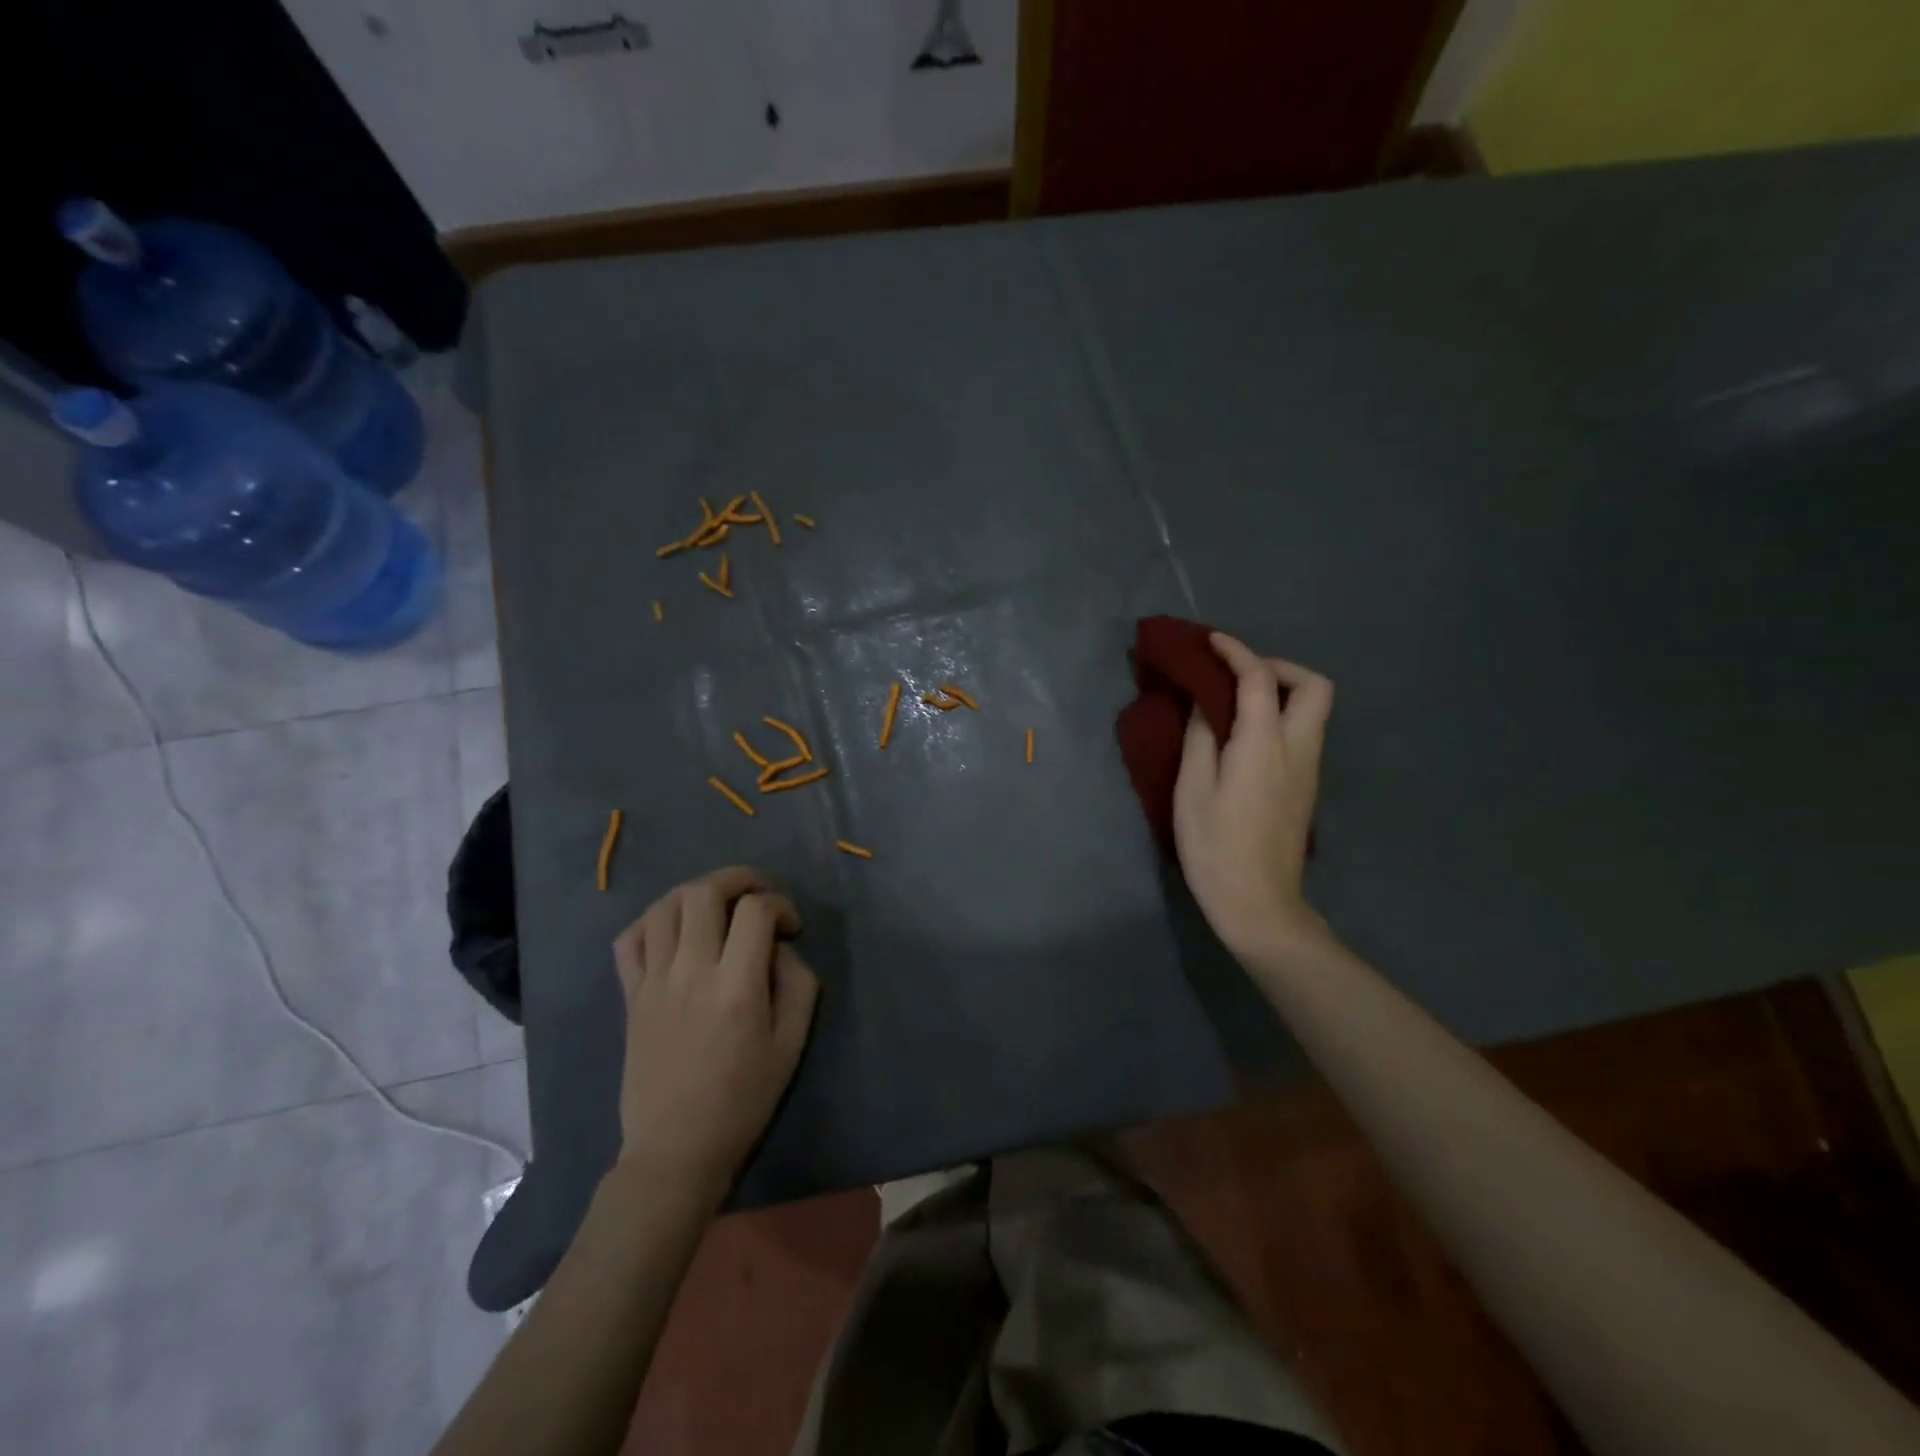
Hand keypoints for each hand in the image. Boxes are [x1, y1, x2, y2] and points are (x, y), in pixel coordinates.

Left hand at [611, 866, 819, 1194]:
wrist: (676, 1149)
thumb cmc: (742, 1099)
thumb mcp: (791, 1045)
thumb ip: (798, 984)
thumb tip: (781, 948)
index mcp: (736, 986)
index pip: (756, 910)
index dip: (781, 905)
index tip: (791, 929)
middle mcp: (691, 972)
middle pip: (705, 892)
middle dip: (739, 878)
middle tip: (758, 895)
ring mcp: (653, 982)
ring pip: (665, 906)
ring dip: (697, 893)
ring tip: (718, 907)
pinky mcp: (630, 996)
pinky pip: (629, 938)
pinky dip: (653, 921)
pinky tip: (675, 931)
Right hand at [1173, 633, 1334, 957]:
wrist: (1258, 902)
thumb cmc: (1215, 846)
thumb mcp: (1192, 789)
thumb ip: (1199, 738)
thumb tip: (1203, 703)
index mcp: (1265, 744)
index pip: (1260, 679)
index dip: (1237, 652)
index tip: (1211, 642)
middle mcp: (1298, 748)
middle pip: (1314, 686)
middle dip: (1278, 667)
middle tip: (1238, 677)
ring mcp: (1309, 769)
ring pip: (1314, 709)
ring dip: (1281, 691)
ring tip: (1236, 702)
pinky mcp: (1306, 787)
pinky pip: (1303, 732)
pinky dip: (1281, 716)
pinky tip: (1246, 735)